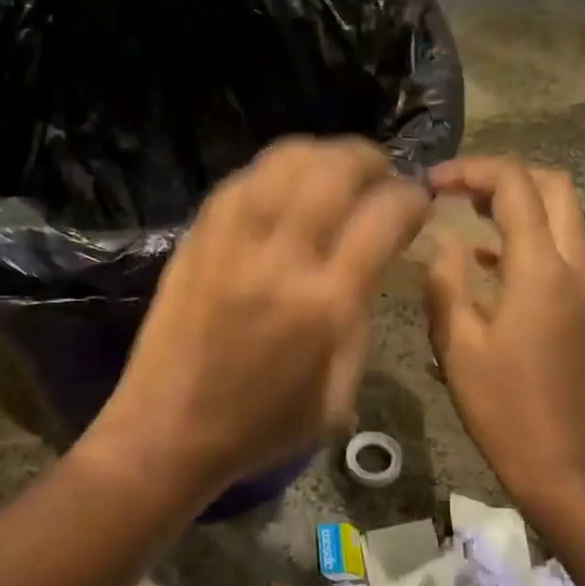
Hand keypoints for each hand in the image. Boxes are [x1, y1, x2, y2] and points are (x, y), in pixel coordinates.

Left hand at [85, 137, 429, 499]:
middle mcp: (279, 257)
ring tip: (337, 173)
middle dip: (371, 160)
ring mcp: (231, 240)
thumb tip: (369, 262)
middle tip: (382, 177)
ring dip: (323, 155)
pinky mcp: (196, 238)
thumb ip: (361, 320)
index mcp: (324, 304)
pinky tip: (286, 189)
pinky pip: (243, 180)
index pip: (383, 217)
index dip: (411, 200)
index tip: (417, 205)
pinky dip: (275, 172)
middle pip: (334, 169)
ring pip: (285, 160)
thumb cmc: (261, 426)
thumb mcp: (338, 395)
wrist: (167, 430)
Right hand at [425, 157, 584, 507]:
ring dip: (517, 205)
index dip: (472, 170)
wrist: (560, 464)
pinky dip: (524, 239)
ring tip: (464, 216)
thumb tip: (445, 242)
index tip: (431, 183)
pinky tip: (483, 262)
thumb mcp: (457, 345)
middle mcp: (572, 269)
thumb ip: (446, 282)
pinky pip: (557, 253)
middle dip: (505, 176)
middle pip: (554, 188)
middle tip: (457, 189)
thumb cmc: (502, 407)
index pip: (516, 187)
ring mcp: (582, 290)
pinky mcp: (580, 312)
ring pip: (561, 219)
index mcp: (540, 271)